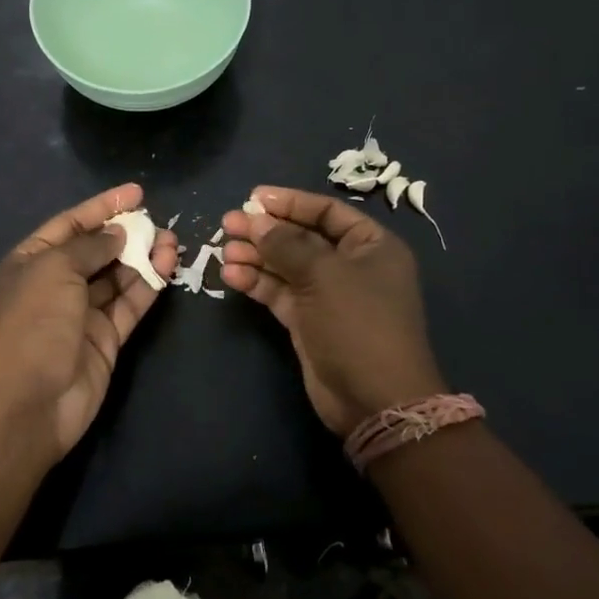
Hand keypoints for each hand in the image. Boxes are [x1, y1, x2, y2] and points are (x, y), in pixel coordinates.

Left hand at [0, 183, 177, 461]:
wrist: (26, 405)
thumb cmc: (32, 323)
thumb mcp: (54, 270)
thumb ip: (90, 246)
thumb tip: (118, 233)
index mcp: (32, 261)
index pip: (71, 224)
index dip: (102, 206)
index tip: (136, 191)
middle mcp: (56, 284)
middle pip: (97, 249)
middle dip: (127, 233)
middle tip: (160, 220)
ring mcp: (82, 314)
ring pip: (118, 276)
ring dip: (143, 257)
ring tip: (172, 240)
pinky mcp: (105, 340)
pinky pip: (130, 304)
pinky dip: (149, 285)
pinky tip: (168, 266)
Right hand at [221, 186, 446, 435]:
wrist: (374, 400)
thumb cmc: (358, 323)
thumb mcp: (323, 274)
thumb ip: (286, 243)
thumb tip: (255, 220)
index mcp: (372, 246)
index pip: (327, 212)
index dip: (290, 202)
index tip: (254, 198)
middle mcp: (352, 266)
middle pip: (302, 237)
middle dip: (266, 231)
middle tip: (229, 223)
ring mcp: (329, 296)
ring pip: (287, 266)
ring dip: (256, 256)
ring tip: (223, 250)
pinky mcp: (309, 322)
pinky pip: (280, 293)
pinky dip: (257, 283)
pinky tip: (231, 275)